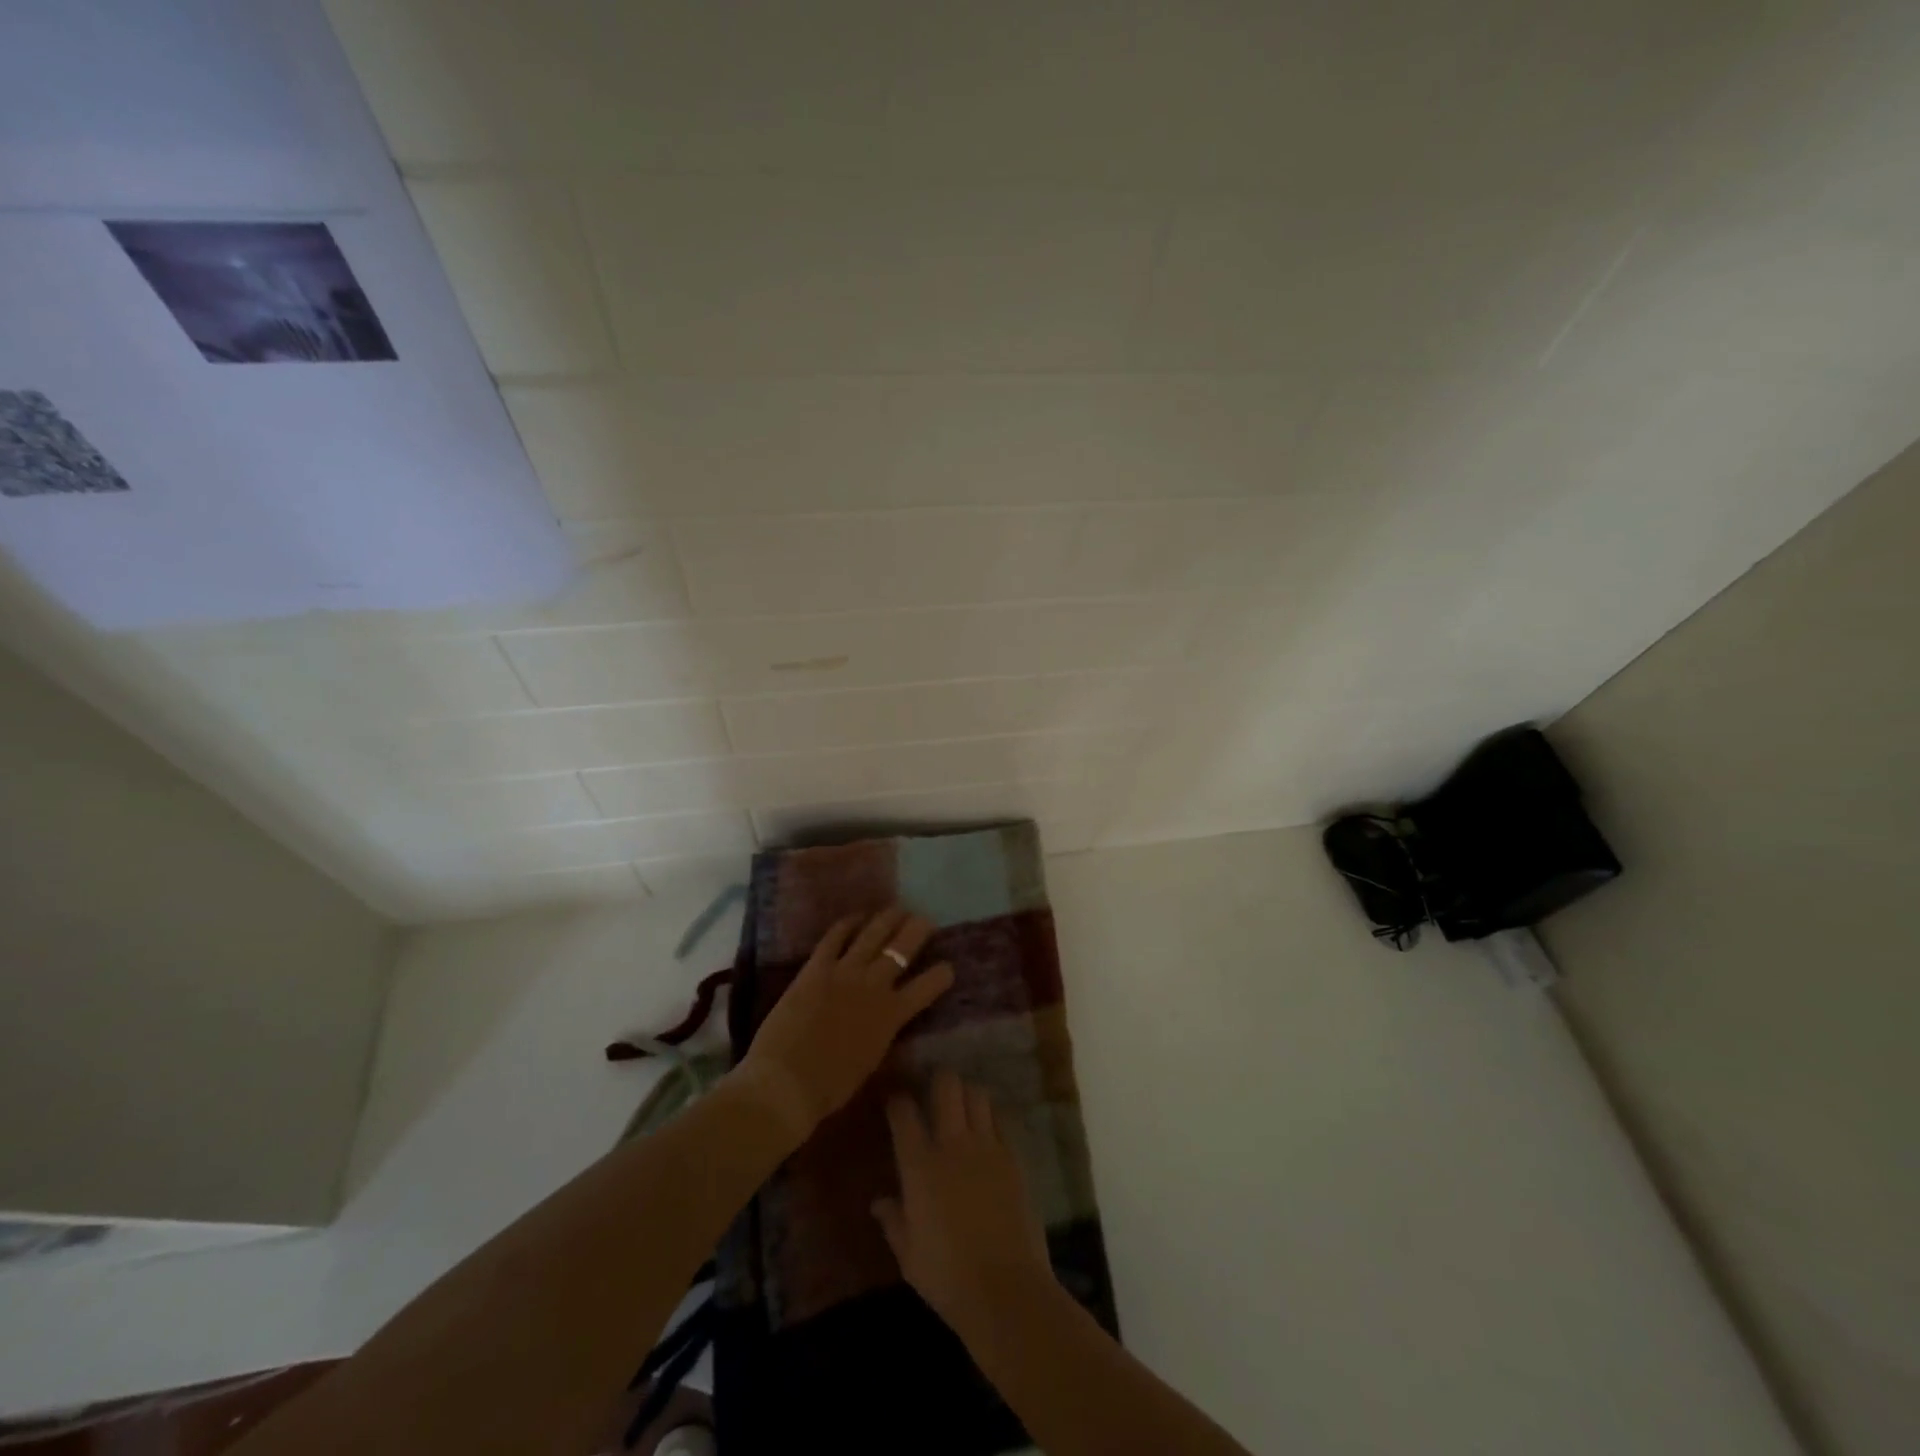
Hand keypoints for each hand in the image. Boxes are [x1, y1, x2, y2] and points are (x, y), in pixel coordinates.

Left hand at [732, 907, 952, 1140]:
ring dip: (888, 919)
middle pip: (902, 949)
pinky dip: (847, 924)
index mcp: (891, 1015)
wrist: (786, 1082)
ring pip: (873, 934)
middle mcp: (873, 985)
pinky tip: (855, 918)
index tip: (947, 967)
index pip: (927, 987)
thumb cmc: (830, 1086)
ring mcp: (844, 972)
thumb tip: (887, 1021)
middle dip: (918, 930)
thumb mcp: (870, 1061)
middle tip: (925, 920)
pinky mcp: (816, 967)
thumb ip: (883, 1034)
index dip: (941, 975)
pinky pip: (834, 937)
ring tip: (897, 909)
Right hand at [873, 1069, 1056, 1342]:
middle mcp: (952, 1144)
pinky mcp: (1014, 1156)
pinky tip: (989, 1130)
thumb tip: (879, 1202)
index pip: (904, 1113)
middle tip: (934, 1088)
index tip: (896, 1103)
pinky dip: (992, 1117)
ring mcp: (987, 1146)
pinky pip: (1002, 1120)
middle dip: (939, 1078)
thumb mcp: (909, 1256)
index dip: (898, 1102)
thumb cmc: (947, 1278)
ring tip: (963, 1105)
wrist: (1006, 1290)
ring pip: (978, 1094)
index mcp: (920, 1166)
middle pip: (947, 1085)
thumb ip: (893, 1221)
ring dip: (968, 1094)